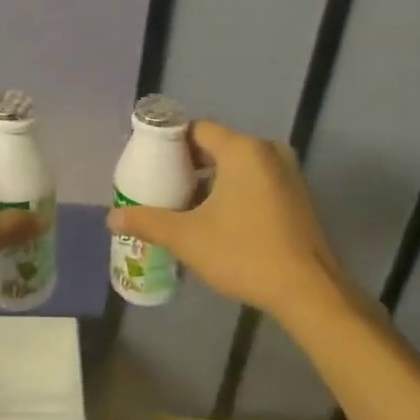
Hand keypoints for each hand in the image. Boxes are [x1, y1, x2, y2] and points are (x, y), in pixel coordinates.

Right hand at [105, 120, 345, 325]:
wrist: (307, 290)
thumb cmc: (244, 254)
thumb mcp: (187, 238)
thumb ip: (148, 222)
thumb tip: (112, 218)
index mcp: (243, 150)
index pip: (198, 129)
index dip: (170, 144)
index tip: (150, 165)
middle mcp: (268, 151)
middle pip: (218, 146)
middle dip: (188, 165)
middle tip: (162, 188)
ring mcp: (288, 173)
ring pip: (239, 165)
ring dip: (212, 181)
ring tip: (185, 207)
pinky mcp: (297, 196)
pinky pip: (257, 180)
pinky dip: (235, 191)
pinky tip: (218, 220)